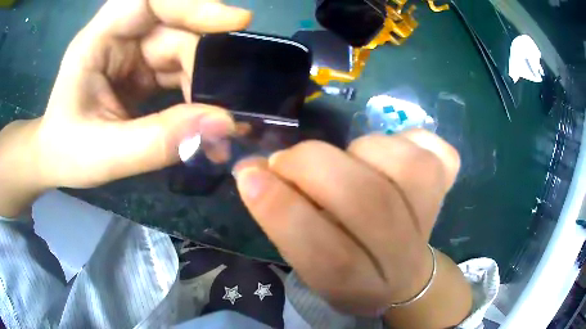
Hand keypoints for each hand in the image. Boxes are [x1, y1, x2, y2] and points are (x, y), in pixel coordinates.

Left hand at [33, 0, 250, 188]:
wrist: (58, 160)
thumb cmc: (68, 153)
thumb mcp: (105, 155)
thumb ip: (158, 141)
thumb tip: (222, 124)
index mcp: (98, 40)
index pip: (149, 0)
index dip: (191, 3)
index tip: (233, 22)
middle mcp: (119, 37)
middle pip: (175, 26)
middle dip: (204, 58)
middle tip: (230, 95)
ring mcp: (134, 53)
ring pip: (184, 49)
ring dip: (205, 82)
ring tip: (218, 119)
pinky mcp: (144, 70)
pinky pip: (181, 70)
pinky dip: (198, 92)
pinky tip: (205, 118)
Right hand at [235, 130, 469, 323]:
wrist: (408, 278)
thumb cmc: (351, 270)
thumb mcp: (310, 263)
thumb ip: (283, 220)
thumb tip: (252, 171)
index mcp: (359, 285)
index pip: (324, 254)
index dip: (282, 210)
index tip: (248, 174)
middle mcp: (402, 257)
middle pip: (368, 201)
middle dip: (313, 166)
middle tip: (286, 160)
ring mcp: (433, 219)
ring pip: (406, 166)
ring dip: (361, 150)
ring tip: (347, 161)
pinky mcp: (446, 190)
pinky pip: (438, 153)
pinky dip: (411, 139)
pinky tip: (393, 152)